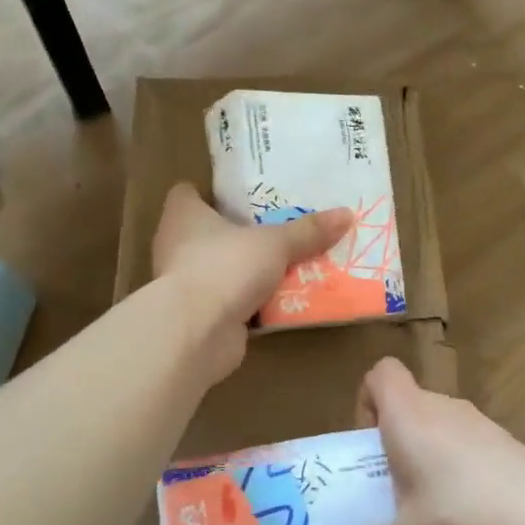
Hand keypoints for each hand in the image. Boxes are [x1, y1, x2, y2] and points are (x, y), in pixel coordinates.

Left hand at [151, 183, 352, 384]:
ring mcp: (187, 284)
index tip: (241, 195)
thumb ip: (308, 231)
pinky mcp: (201, 316)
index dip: (210, 192)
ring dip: (249, 270)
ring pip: (223, 269)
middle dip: (241, 233)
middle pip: (209, 233)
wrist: (197, 332)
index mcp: (183, 216)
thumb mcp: (275, 243)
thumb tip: (346, 214)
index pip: (187, 194)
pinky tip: (284, 301)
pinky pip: (232, 301)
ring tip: (289, 263)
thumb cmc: (225, 267)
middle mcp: (177, 246)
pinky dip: (253, 302)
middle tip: (278, 228)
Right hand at [323, 357, 524, 524]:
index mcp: (409, 416)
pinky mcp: (510, 446)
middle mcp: (444, 409)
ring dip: (427, 461)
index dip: (366, 402)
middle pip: (409, 406)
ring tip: (425, 513)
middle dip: (393, 444)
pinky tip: (467, 519)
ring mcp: (482, 425)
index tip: (366, 448)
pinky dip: (459, 472)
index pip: (381, 374)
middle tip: (387, 492)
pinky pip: (469, 448)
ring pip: (440, 429)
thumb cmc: (461, 520)